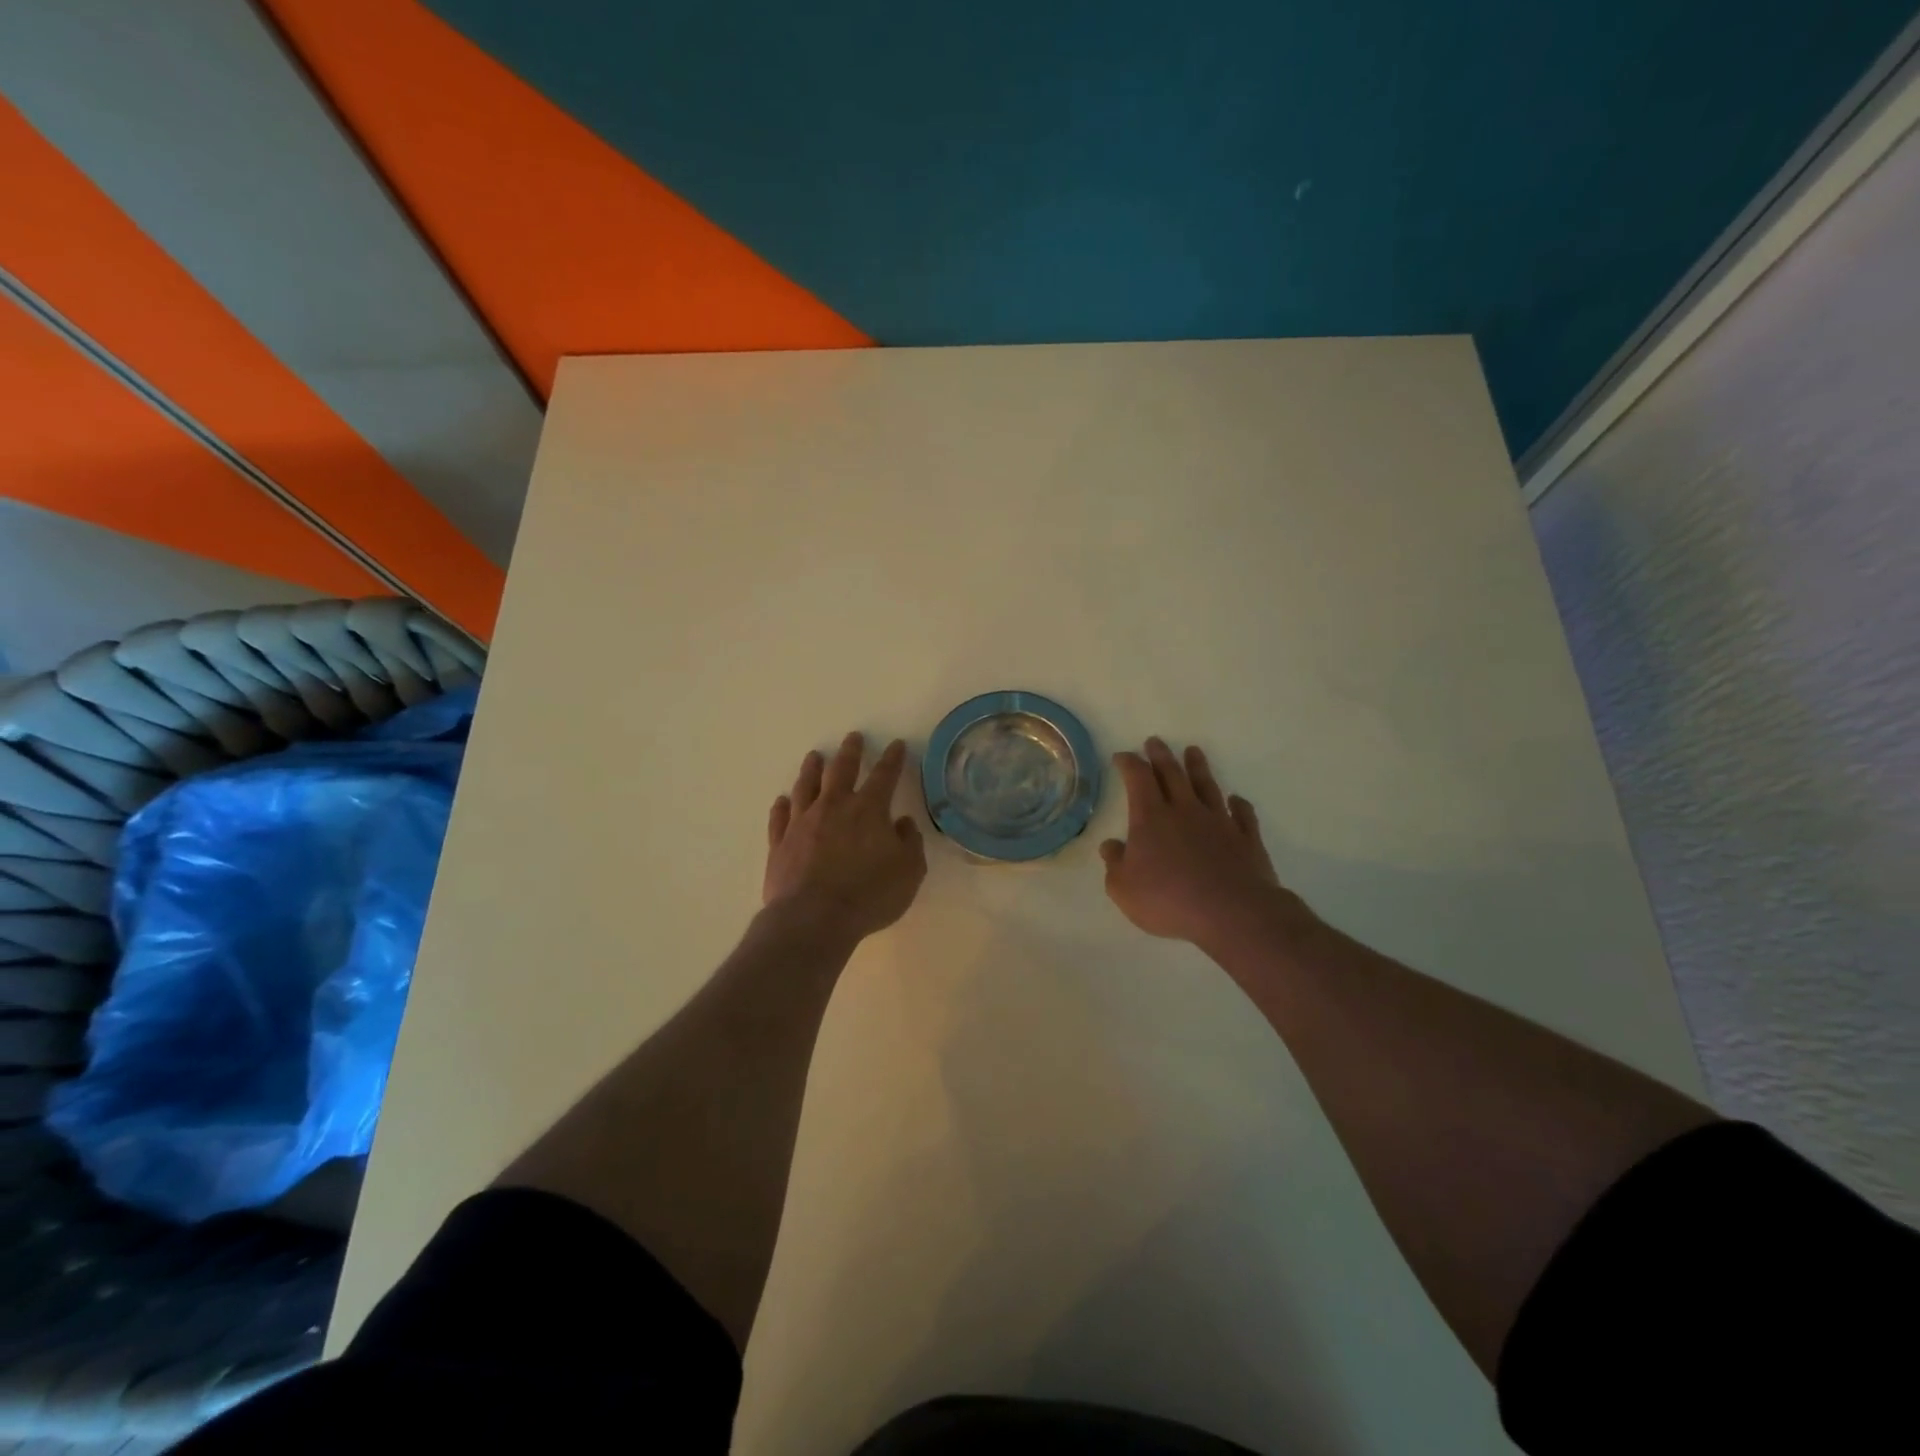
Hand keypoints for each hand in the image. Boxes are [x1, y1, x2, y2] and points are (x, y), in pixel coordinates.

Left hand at [765, 732, 926, 943]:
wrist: (813, 918)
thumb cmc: (869, 895)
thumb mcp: (909, 872)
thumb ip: (910, 843)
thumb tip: (902, 823)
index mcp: (868, 810)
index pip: (884, 775)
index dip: (892, 759)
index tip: (896, 745)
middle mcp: (834, 807)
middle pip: (841, 770)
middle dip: (850, 752)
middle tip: (852, 737)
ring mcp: (802, 823)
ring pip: (806, 786)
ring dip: (811, 769)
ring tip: (814, 756)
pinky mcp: (780, 843)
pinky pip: (779, 818)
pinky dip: (781, 806)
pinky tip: (782, 800)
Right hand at [1100, 738, 1310, 949]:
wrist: (1231, 913)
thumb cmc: (1168, 899)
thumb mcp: (1123, 888)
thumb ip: (1115, 864)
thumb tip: (1110, 846)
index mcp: (1150, 817)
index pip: (1137, 778)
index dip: (1129, 763)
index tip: (1122, 756)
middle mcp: (1185, 810)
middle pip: (1172, 774)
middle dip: (1161, 756)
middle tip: (1155, 741)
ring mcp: (1219, 822)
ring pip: (1207, 786)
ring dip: (1199, 768)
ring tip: (1194, 751)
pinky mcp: (1246, 839)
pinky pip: (1243, 815)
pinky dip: (1239, 805)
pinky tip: (1236, 800)